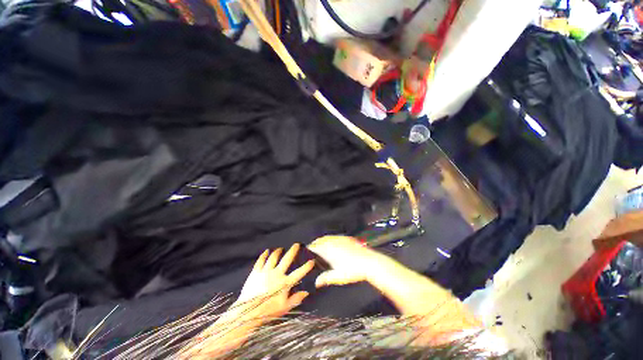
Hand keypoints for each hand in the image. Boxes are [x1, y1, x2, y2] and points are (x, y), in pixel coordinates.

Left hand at [235, 244, 314, 321]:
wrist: (247, 312)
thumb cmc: (268, 311)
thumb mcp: (284, 307)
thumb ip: (296, 299)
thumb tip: (306, 292)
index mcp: (285, 283)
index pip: (298, 273)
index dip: (306, 267)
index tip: (312, 261)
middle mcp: (276, 274)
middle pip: (286, 259)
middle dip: (293, 251)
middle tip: (296, 244)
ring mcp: (265, 272)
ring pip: (273, 257)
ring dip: (278, 251)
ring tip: (281, 249)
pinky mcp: (256, 272)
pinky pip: (261, 260)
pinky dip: (264, 255)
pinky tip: (266, 251)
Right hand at [308, 236, 381, 287]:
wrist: (369, 262)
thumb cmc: (352, 270)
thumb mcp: (338, 277)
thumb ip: (326, 278)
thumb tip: (316, 283)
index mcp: (329, 250)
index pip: (316, 246)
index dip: (310, 247)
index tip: (307, 250)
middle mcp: (333, 242)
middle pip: (321, 239)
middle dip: (316, 243)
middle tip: (313, 248)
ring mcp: (341, 239)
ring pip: (328, 237)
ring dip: (323, 240)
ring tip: (321, 245)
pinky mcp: (347, 238)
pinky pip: (335, 236)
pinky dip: (331, 238)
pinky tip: (333, 243)